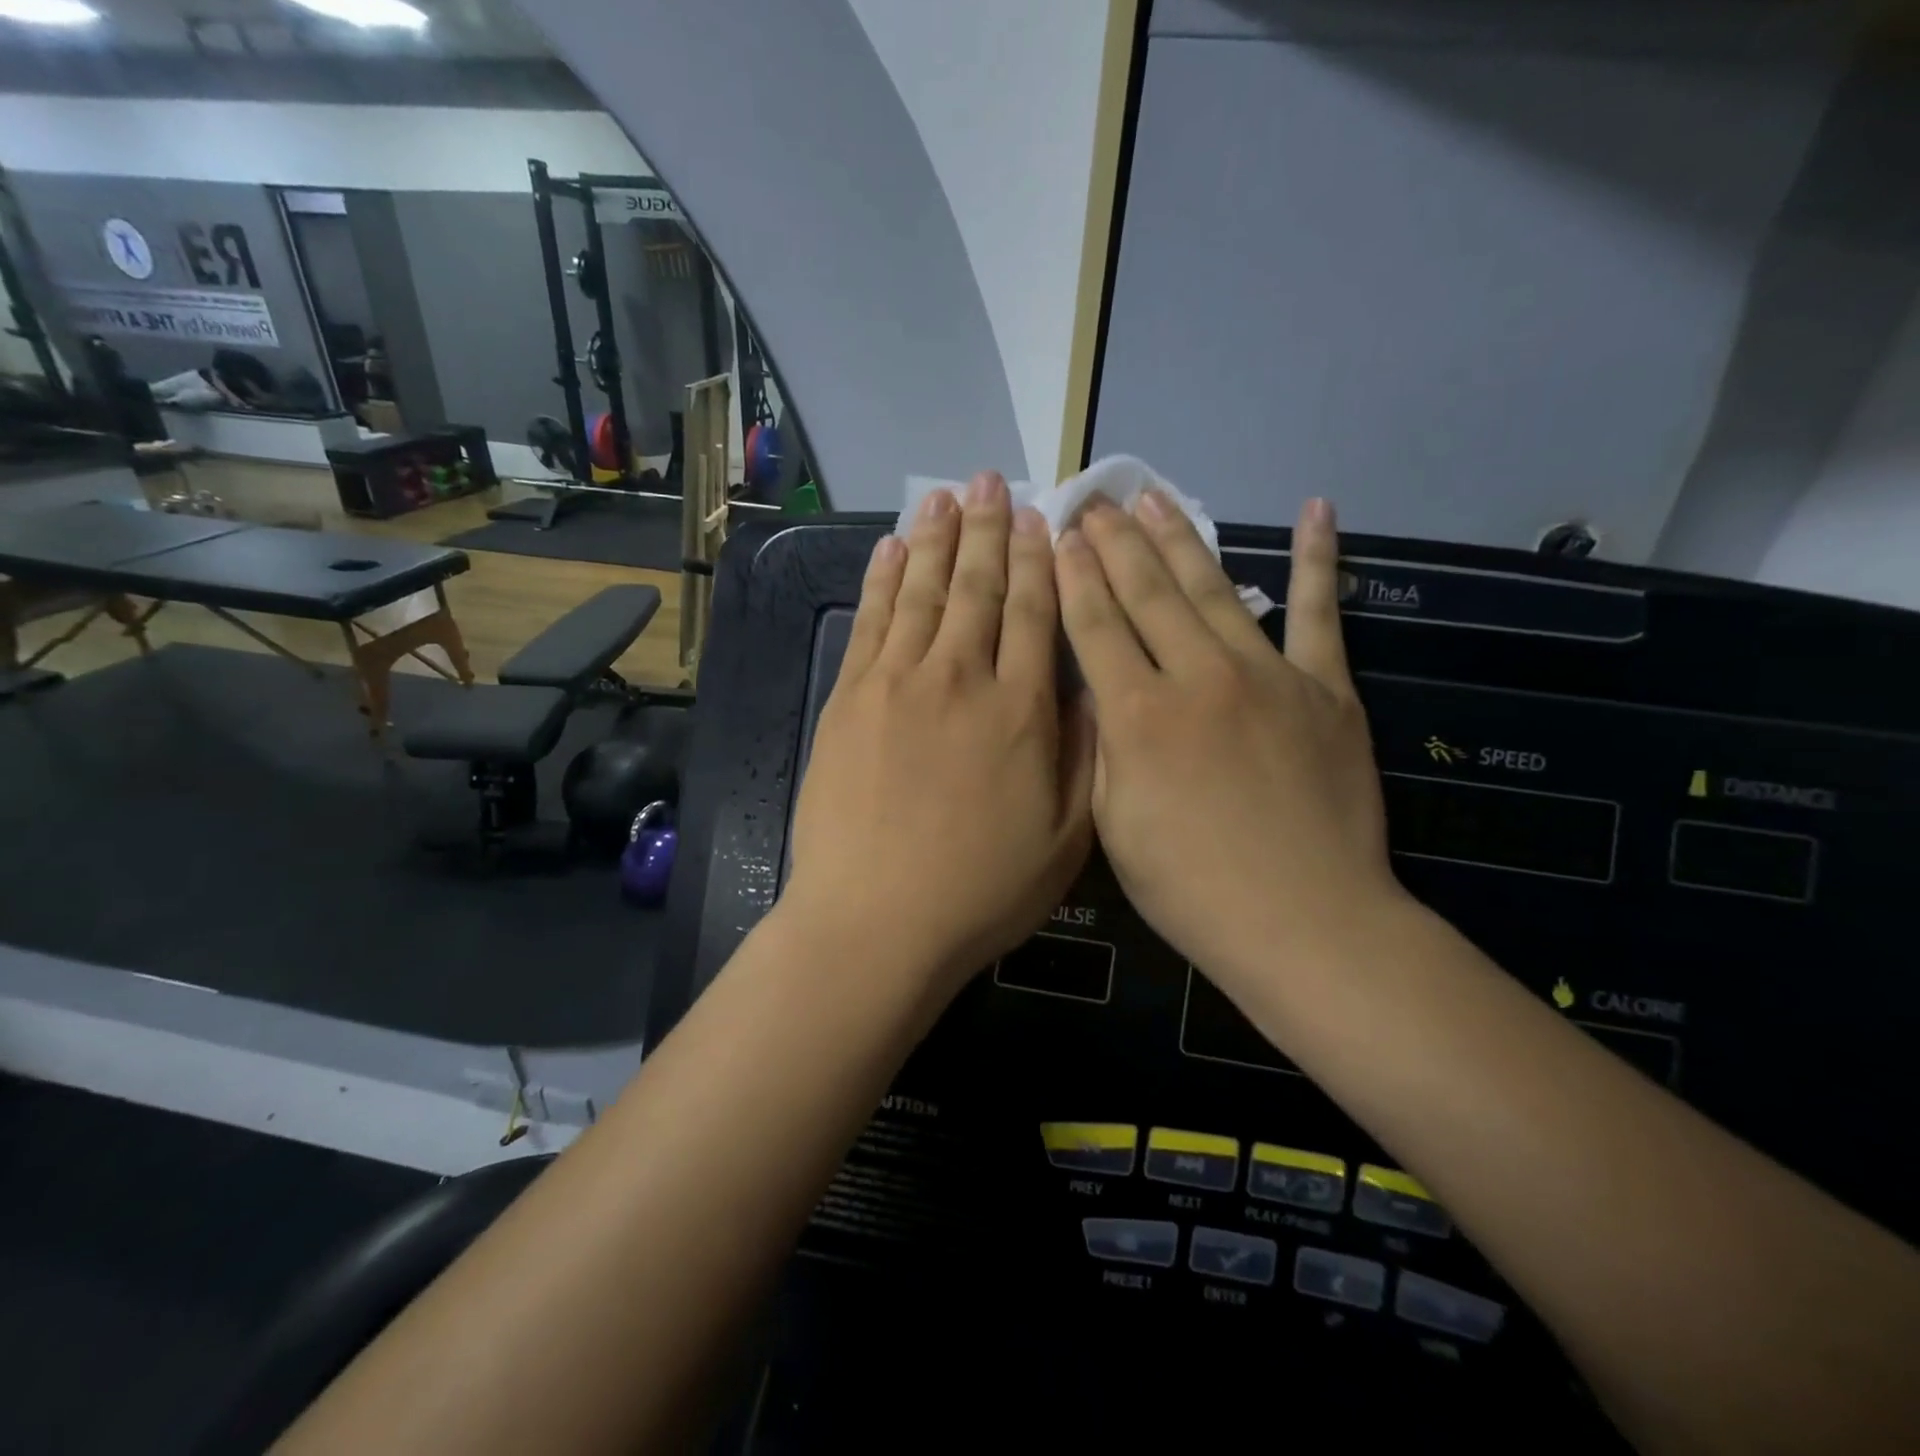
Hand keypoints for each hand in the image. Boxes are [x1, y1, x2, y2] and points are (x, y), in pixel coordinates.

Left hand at [786, 472, 1094, 999]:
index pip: (1037, 613)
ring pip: (921, 591)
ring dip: (935, 538)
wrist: (877, 920)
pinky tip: (890, 547)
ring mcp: (897, 683)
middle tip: (991, 479)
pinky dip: (881, 578)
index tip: (1040, 517)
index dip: (1039, 559)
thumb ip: (1085, 754)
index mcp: (1022, 710)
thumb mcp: (1068, 838)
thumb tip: (1092, 685)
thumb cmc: (981, 889)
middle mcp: (961, 678)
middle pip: (978, 588)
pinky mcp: (849, 698)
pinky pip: (871, 621)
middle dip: (988, 528)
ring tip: (944, 494)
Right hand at [1055, 493, 1400, 982]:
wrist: (1304, 921)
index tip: (1060, 534)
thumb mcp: (1113, 824)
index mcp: (1139, 716)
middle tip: (1095, 500)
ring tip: (1154, 498)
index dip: (1073, 576)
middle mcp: (1198, 677)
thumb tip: (1095, 692)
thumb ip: (1102, 747)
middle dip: (1115, 543)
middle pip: (1147, 593)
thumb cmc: (1190, 886)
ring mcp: (1268, 675)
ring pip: (1214, 589)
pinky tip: (1316, 511)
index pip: (1095, 626)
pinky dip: (1319, 561)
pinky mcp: (1325, 688)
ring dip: (1180, 538)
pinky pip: (1319, 614)